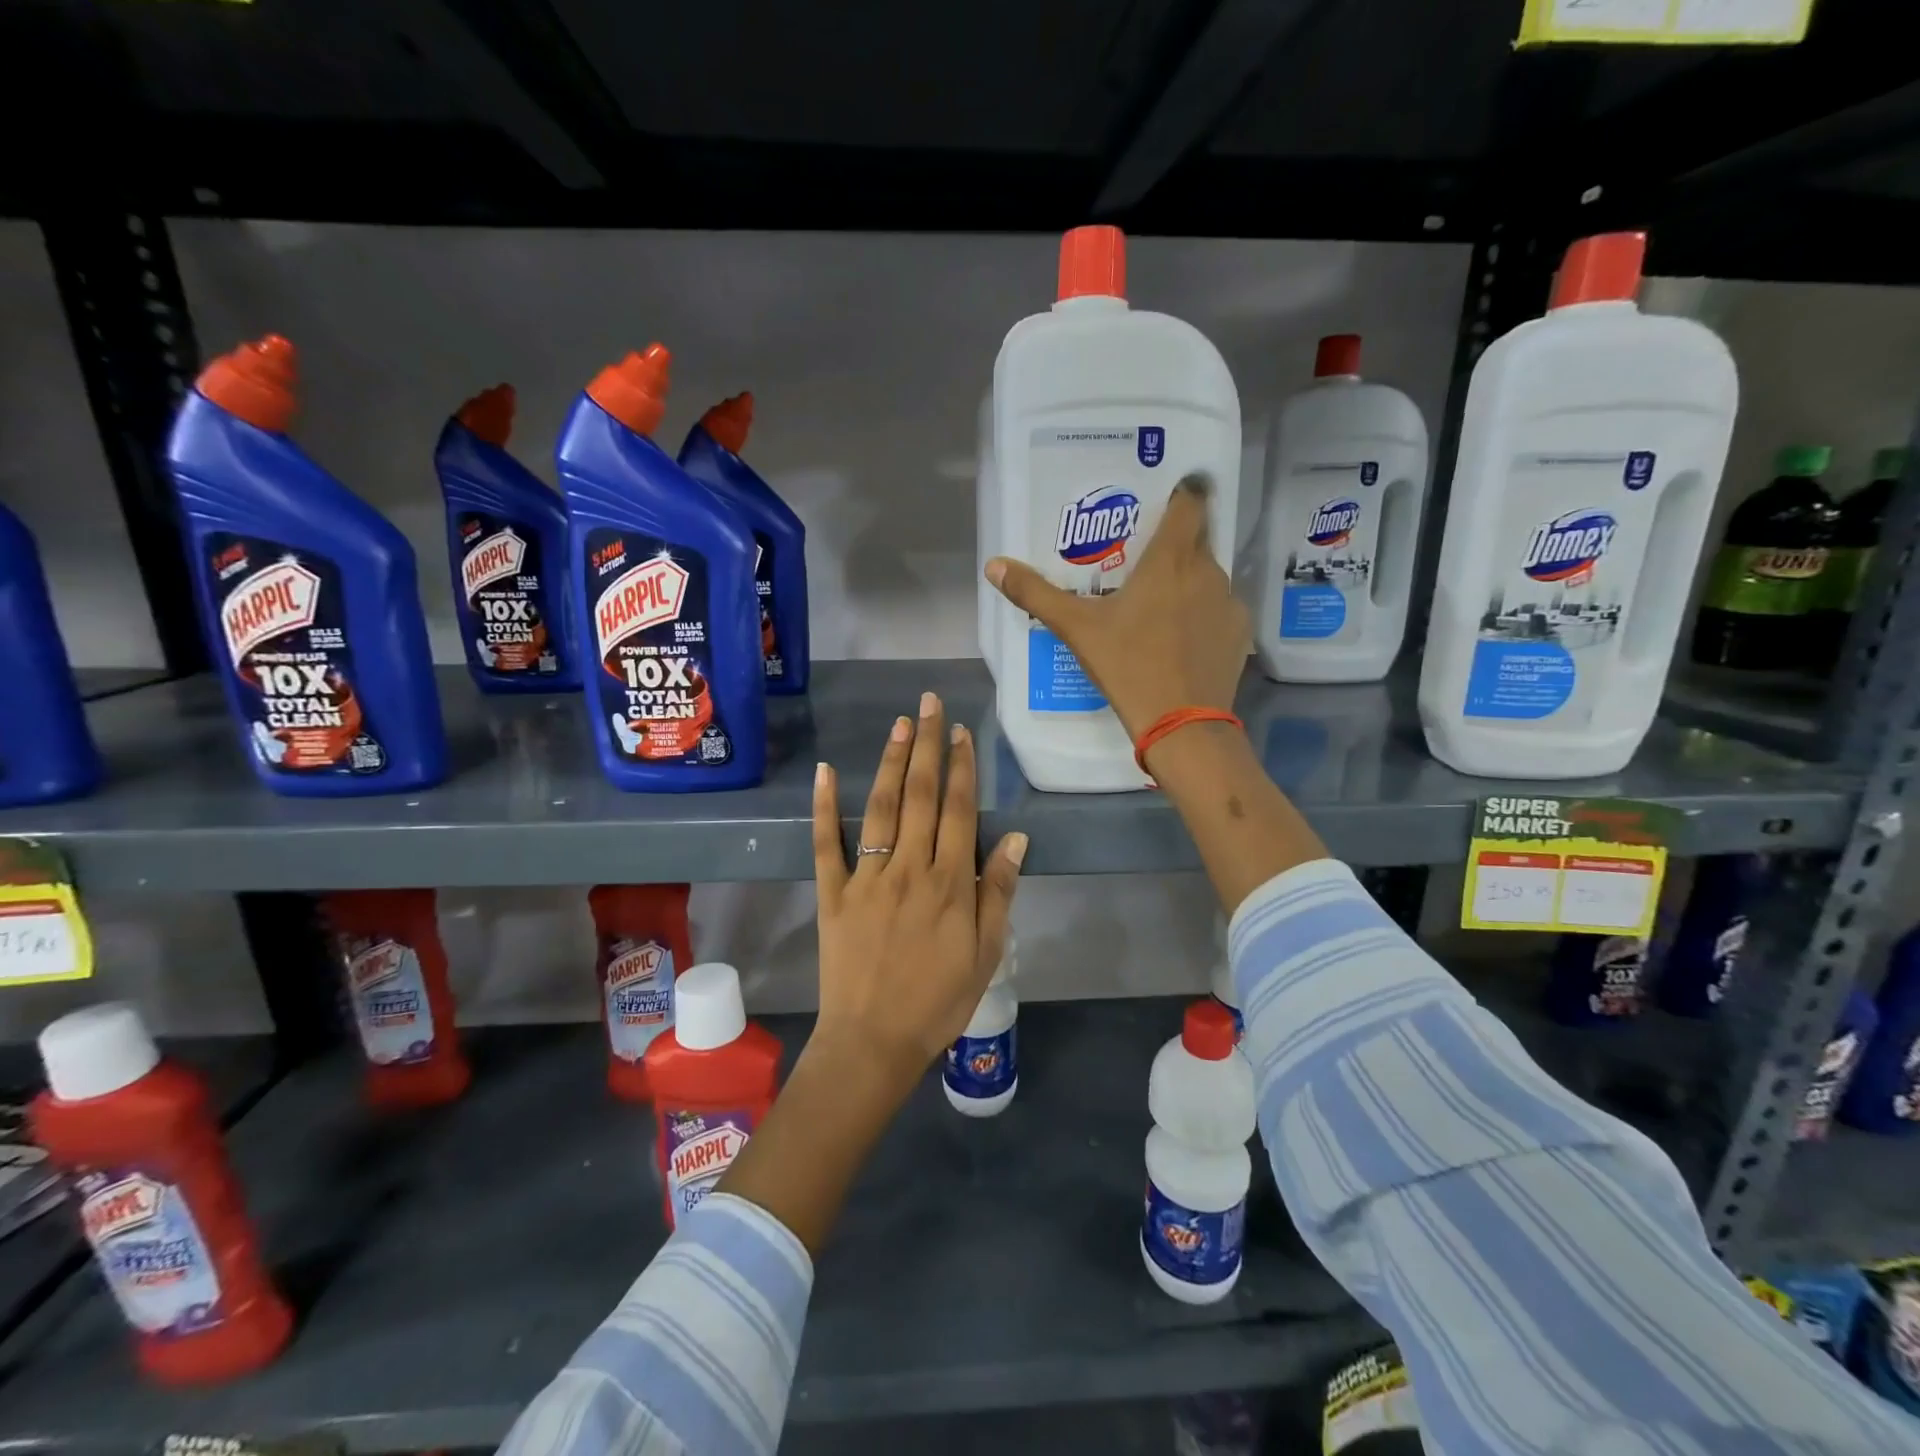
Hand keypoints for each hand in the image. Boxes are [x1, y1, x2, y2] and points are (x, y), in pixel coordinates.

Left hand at [809, 691, 1027, 1108]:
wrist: (873, 1041)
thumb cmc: (938, 1000)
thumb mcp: (986, 953)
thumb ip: (998, 892)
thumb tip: (1016, 839)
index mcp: (949, 883)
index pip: (959, 810)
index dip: (962, 767)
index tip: (960, 732)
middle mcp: (909, 868)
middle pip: (921, 796)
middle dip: (927, 745)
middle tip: (929, 704)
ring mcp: (867, 877)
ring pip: (881, 807)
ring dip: (890, 762)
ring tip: (898, 724)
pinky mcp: (833, 892)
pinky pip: (827, 844)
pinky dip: (824, 807)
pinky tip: (825, 772)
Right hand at [985, 473, 1248, 736]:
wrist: (1182, 724)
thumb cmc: (1127, 666)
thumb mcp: (1076, 629)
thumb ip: (1036, 594)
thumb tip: (994, 566)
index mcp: (1171, 559)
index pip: (1190, 503)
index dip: (1181, 494)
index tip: (1165, 499)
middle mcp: (1208, 571)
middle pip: (1197, 541)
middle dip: (1174, 545)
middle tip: (1143, 563)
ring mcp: (1229, 603)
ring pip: (1208, 578)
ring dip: (1188, 583)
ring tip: (1160, 607)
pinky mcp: (1241, 634)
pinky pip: (1220, 611)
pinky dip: (1203, 616)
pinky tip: (1182, 641)